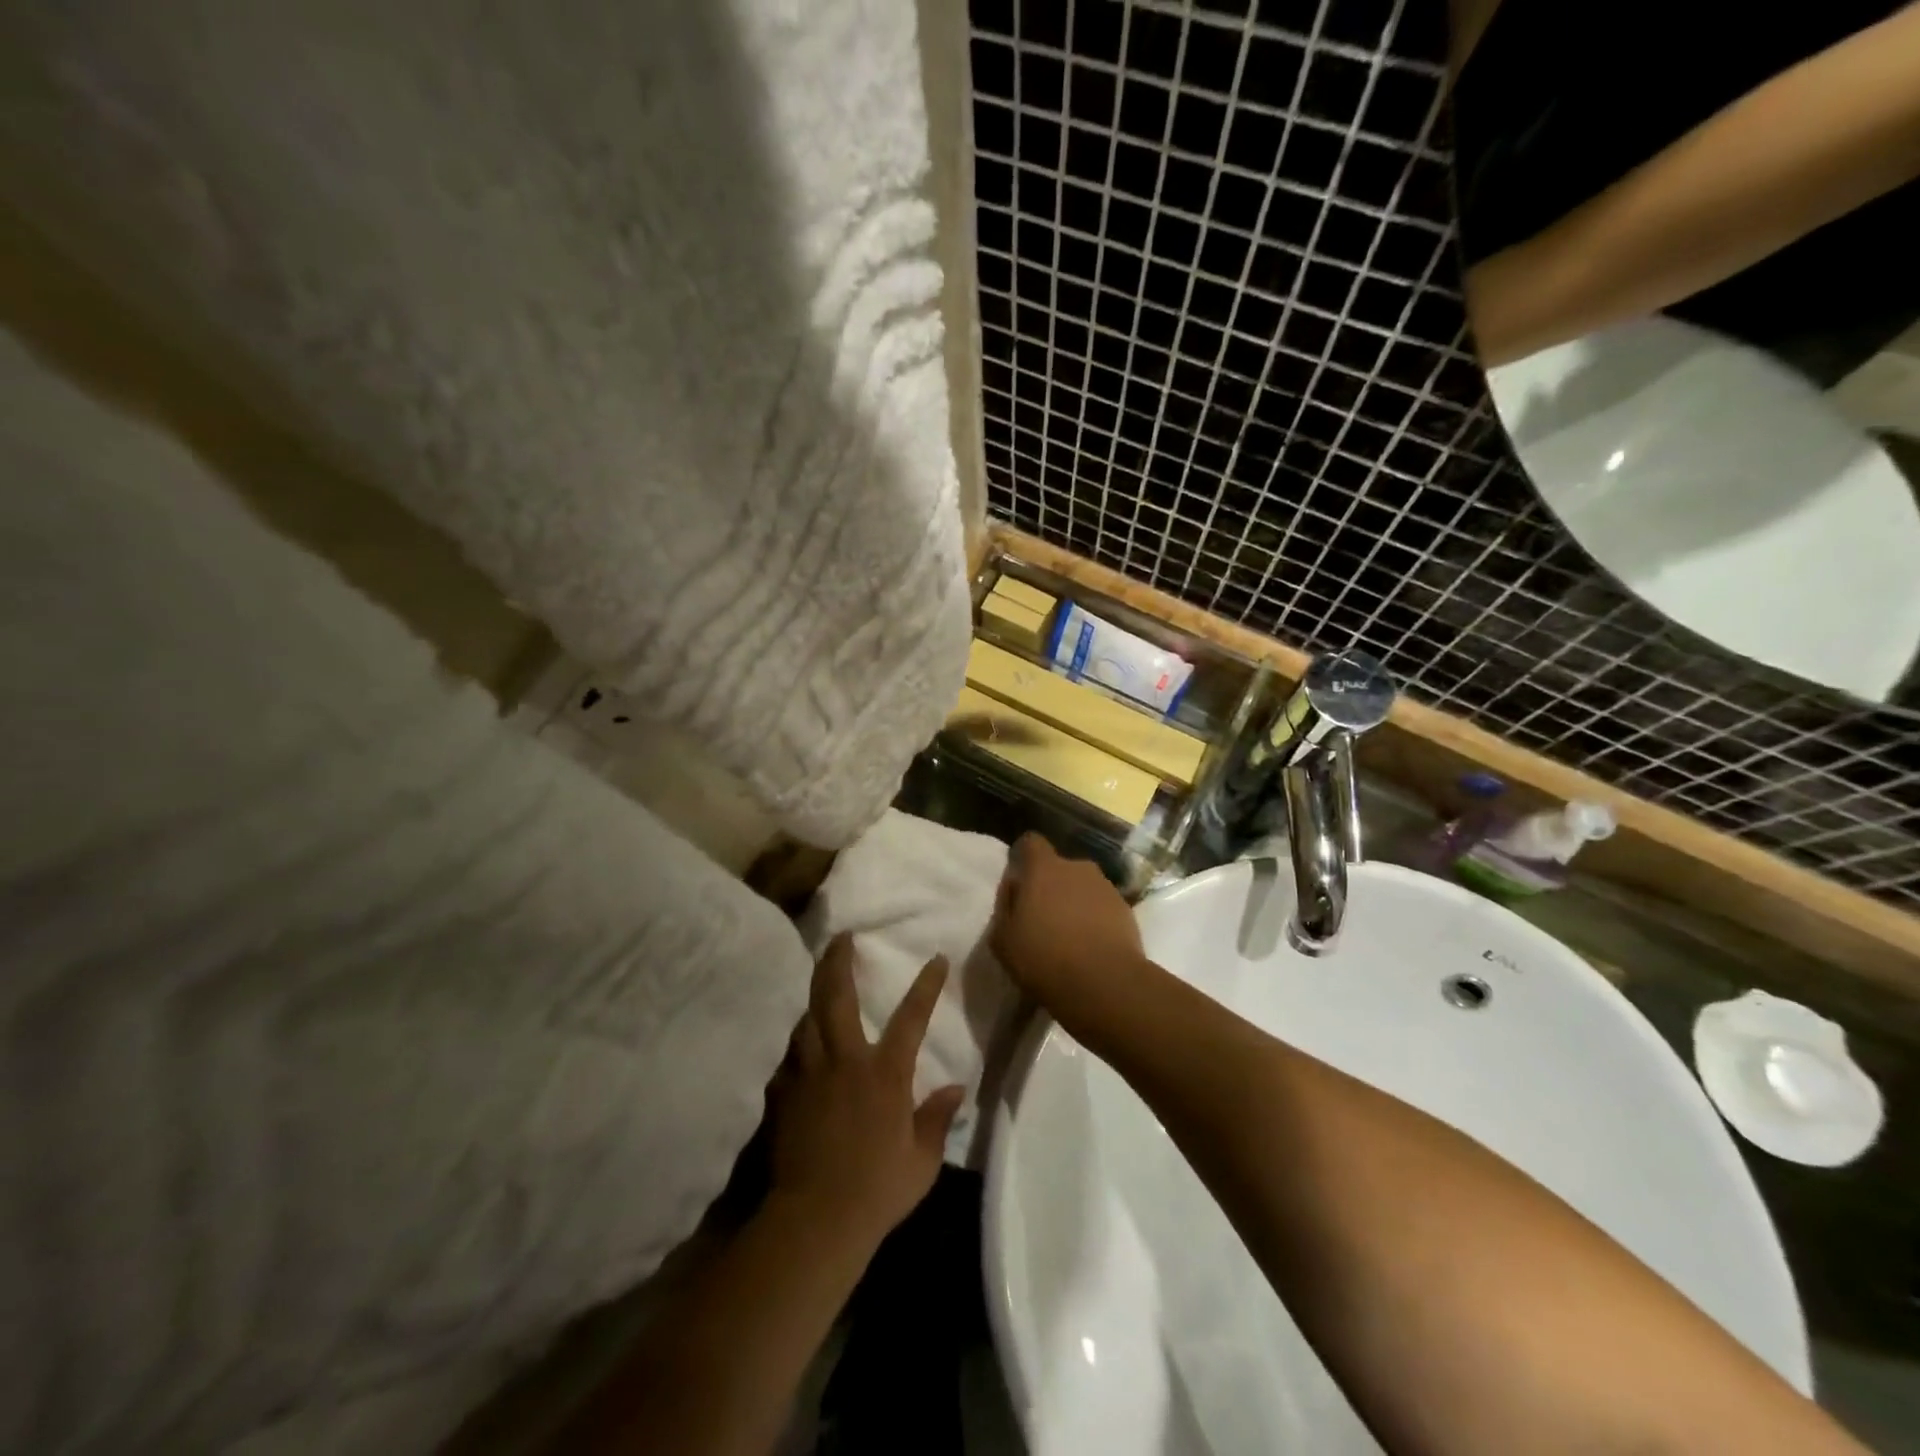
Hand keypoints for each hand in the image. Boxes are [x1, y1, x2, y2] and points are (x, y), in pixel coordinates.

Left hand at [768, 934, 963, 1253]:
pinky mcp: (782, 1093)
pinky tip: (800, 1045)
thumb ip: (937, 1119)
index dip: (926, 985)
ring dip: (814, 995)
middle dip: (838, 961)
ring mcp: (808, 1074)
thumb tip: (957, 1088)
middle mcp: (844, 1061)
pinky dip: (797, 1042)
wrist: (815, 1220)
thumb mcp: (922, 1161)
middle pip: (836, 996)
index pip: (911, 1017)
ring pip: (806, 1018)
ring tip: (819, 982)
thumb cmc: (877, 1190)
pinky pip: (790, 1055)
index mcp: (884, 1073)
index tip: (936, 959)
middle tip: (842, 937)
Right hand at [989, 833, 1147, 1016]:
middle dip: (1051, 885)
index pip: (1031, 842)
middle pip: (1060, 867)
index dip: (1024, 856)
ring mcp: (1106, 887)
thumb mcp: (1003, 939)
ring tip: (1069, 937)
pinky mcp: (1127, 910)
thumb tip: (1014, 888)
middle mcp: (1078, 868)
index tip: (1020, 880)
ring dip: (1075, 903)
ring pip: (1083, 887)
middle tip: (1043, 917)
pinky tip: (1091, 947)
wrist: (1105, 984)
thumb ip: (1005, 905)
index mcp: (1044, 868)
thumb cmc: (1044, 958)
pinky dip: (1096, 920)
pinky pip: (1103, 907)